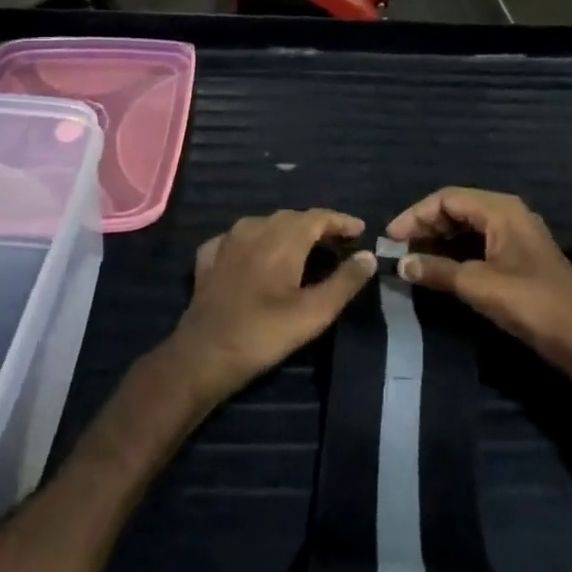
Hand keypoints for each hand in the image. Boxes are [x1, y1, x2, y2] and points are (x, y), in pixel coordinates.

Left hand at [172, 210, 375, 400]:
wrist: (203, 355)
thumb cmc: (263, 334)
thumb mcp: (314, 313)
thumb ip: (344, 282)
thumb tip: (368, 255)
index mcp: (282, 239)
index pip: (318, 217)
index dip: (341, 221)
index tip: (360, 230)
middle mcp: (253, 230)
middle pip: (291, 217)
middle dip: (317, 226)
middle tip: (337, 243)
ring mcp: (226, 243)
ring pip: (263, 224)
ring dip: (286, 230)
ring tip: (302, 247)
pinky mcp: (208, 260)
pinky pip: (236, 238)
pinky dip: (254, 241)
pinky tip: (256, 254)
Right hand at [388, 188, 571, 372]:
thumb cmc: (531, 303)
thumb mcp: (478, 286)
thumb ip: (437, 270)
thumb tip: (401, 264)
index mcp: (501, 210)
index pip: (447, 198)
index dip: (415, 215)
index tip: (390, 238)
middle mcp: (508, 214)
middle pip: (457, 208)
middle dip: (425, 225)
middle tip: (398, 249)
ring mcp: (515, 235)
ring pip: (467, 226)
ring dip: (438, 239)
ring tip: (412, 259)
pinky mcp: (518, 257)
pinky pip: (478, 242)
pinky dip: (455, 251)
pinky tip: (440, 268)